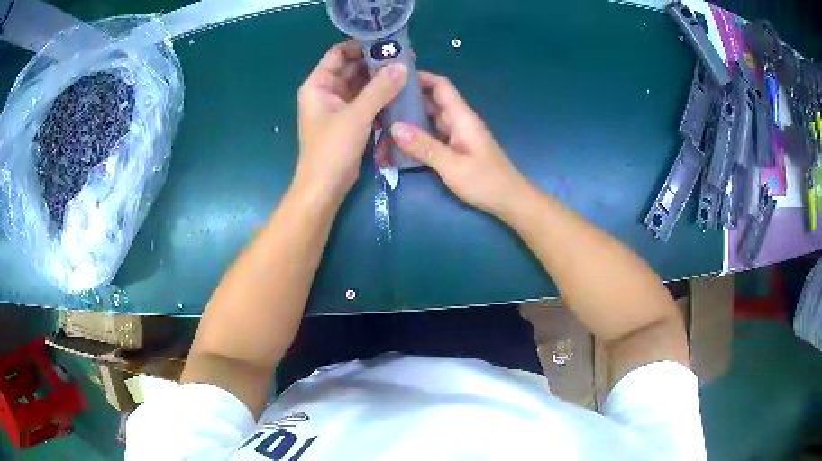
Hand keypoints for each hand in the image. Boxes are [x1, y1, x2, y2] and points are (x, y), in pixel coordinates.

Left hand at [294, 41, 407, 202]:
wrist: (325, 188)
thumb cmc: (332, 149)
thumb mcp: (356, 116)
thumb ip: (379, 89)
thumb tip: (402, 66)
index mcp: (319, 85)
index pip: (339, 54)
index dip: (361, 46)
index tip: (388, 44)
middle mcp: (327, 91)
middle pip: (353, 68)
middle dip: (376, 63)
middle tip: (405, 59)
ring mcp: (338, 107)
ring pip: (362, 85)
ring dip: (381, 80)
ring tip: (407, 74)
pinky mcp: (350, 121)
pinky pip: (366, 101)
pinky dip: (380, 97)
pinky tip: (400, 94)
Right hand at [390, 72, 529, 215]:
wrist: (510, 201)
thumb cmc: (486, 182)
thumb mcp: (453, 166)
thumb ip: (424, 147)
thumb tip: (394, 128)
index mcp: (462, 117)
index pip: (441, 86)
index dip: (420, 77)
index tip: (394, 76)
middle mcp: (459, 121)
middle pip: (432, 101)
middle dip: (408, 98)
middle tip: (379, 101)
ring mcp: (457, 135)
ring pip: (430, 118)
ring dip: (410, 117)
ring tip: (382, 118)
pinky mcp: (455, 148)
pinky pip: (433, 134)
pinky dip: (417, 134)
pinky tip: (399, 140)